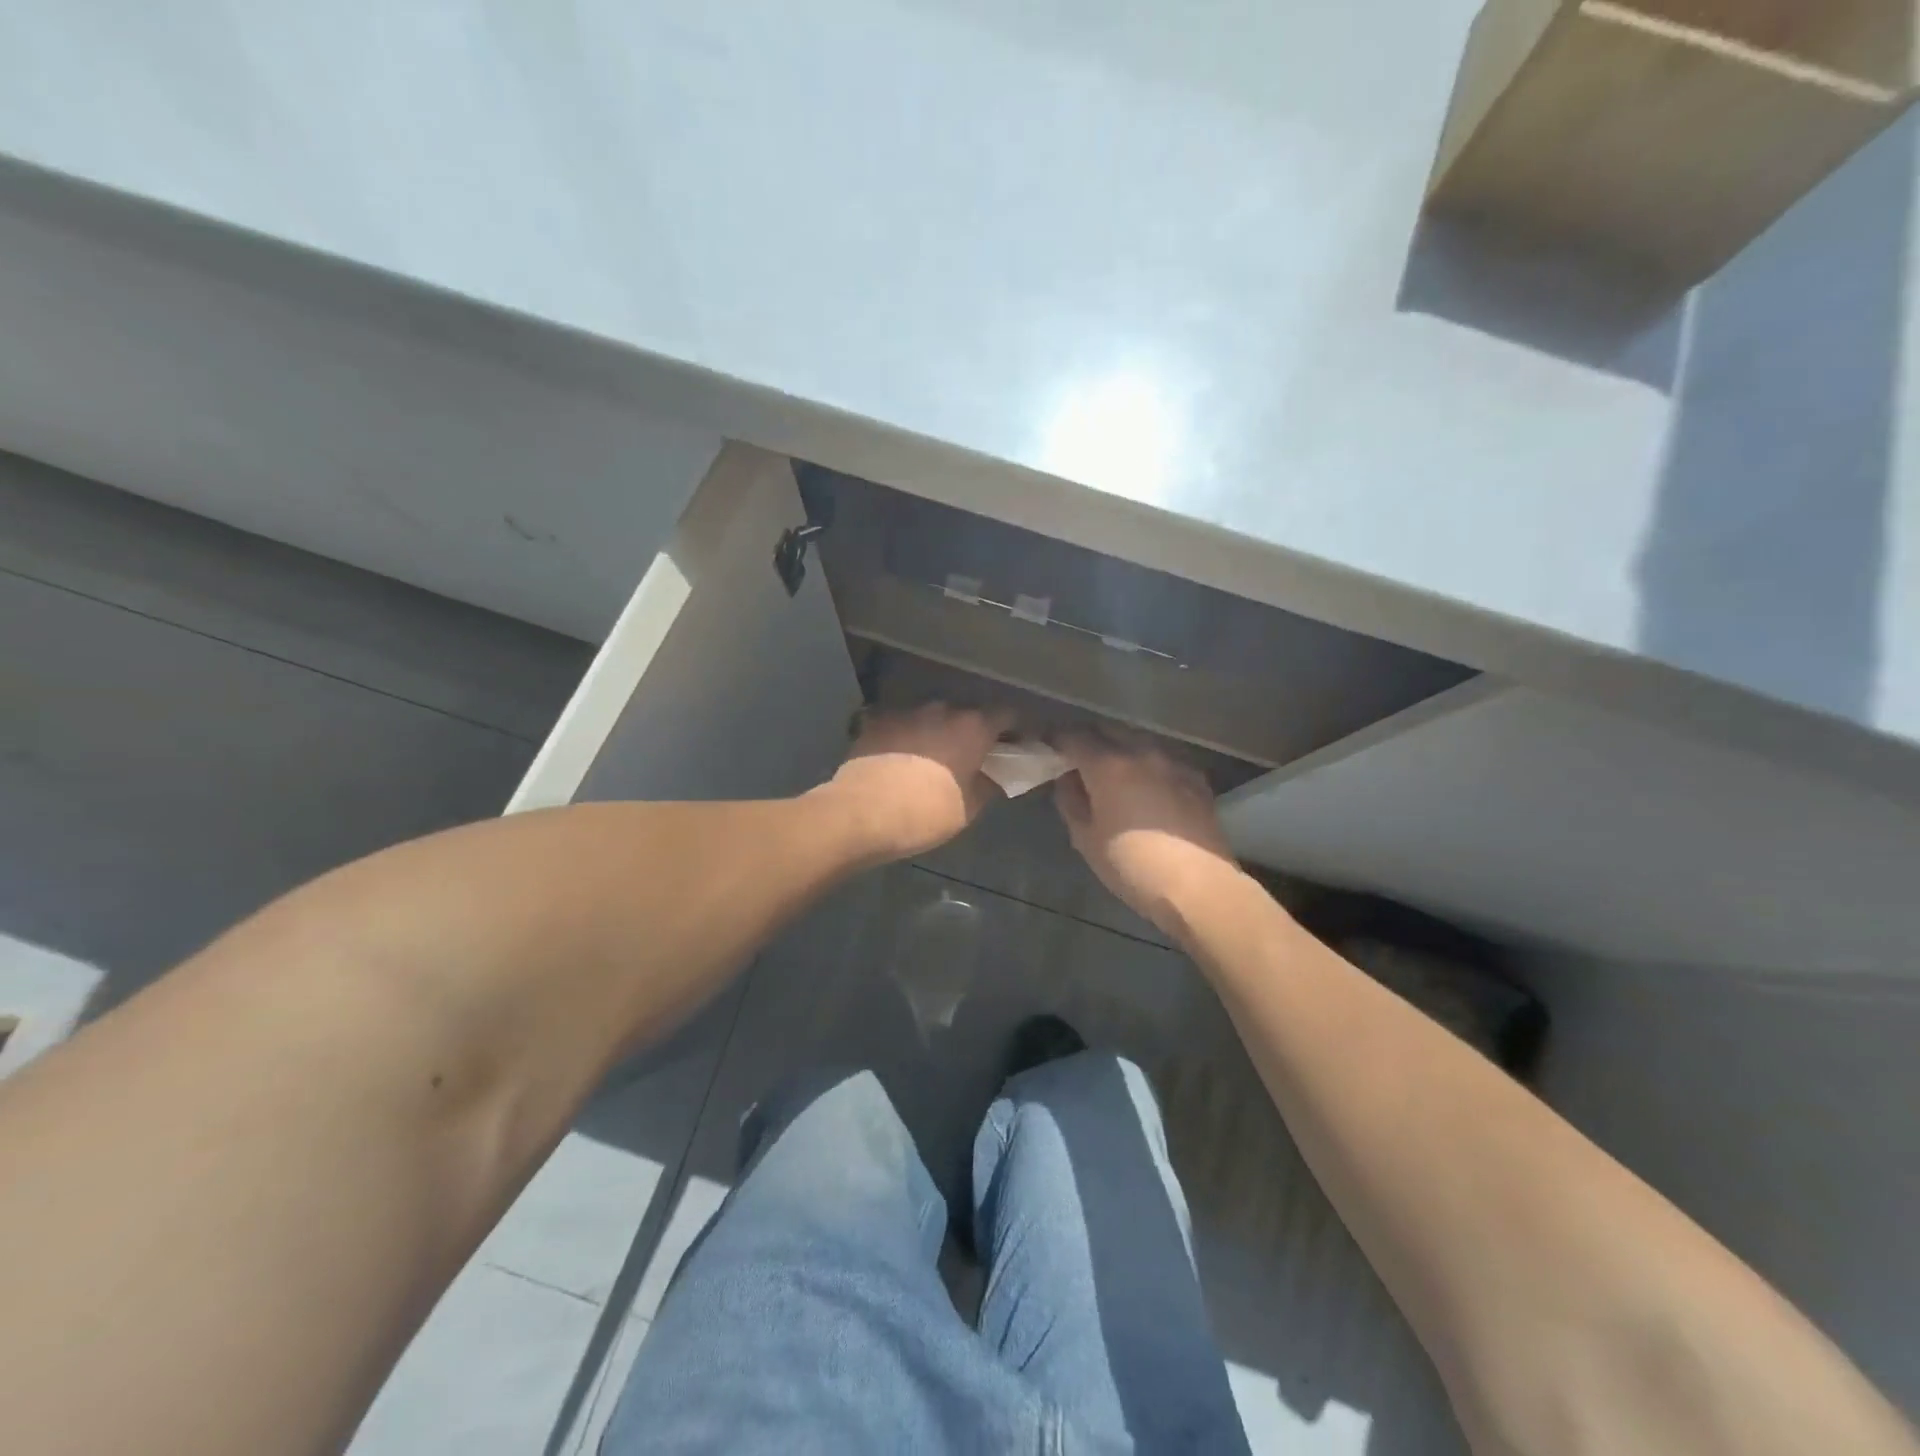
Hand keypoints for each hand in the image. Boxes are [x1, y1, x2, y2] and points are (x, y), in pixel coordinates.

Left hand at [822, 704, 1012, 863]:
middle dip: (972, 732)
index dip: (1016, 730)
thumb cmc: (925, 814)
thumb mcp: (969, 807)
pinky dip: (906, 737)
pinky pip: (901, 725)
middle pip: (967, 714)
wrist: (861, 814)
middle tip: (972, 757)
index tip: (1017, 745)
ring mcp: (905, 711)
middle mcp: (942, 709)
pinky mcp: (876, 720)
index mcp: (972, 727)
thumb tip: (998, 774)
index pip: (1008, 715)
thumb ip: (990, 783)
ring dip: (937, 733)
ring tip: (931, 759)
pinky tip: (900, 758)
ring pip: (932, 718)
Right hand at [1054, 733, 1240, 935]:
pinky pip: (1164, 759)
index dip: (1056, 739)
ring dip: (1121, 748)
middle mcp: (1141, 752)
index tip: (1047, 747)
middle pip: (1108, 730)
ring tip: (1113, 769)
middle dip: (1090, 738)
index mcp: (1107, 765)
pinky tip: (1148, 784)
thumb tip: (1067, 779)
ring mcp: (1173, 762)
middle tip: (1078, 757)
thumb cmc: (1131, 865)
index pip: (1073, 737)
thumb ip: (1070, 802)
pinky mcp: (1196, 778)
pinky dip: (1149, 764)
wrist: (1197, 886)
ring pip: (1139, 741)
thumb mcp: (1085, 839)